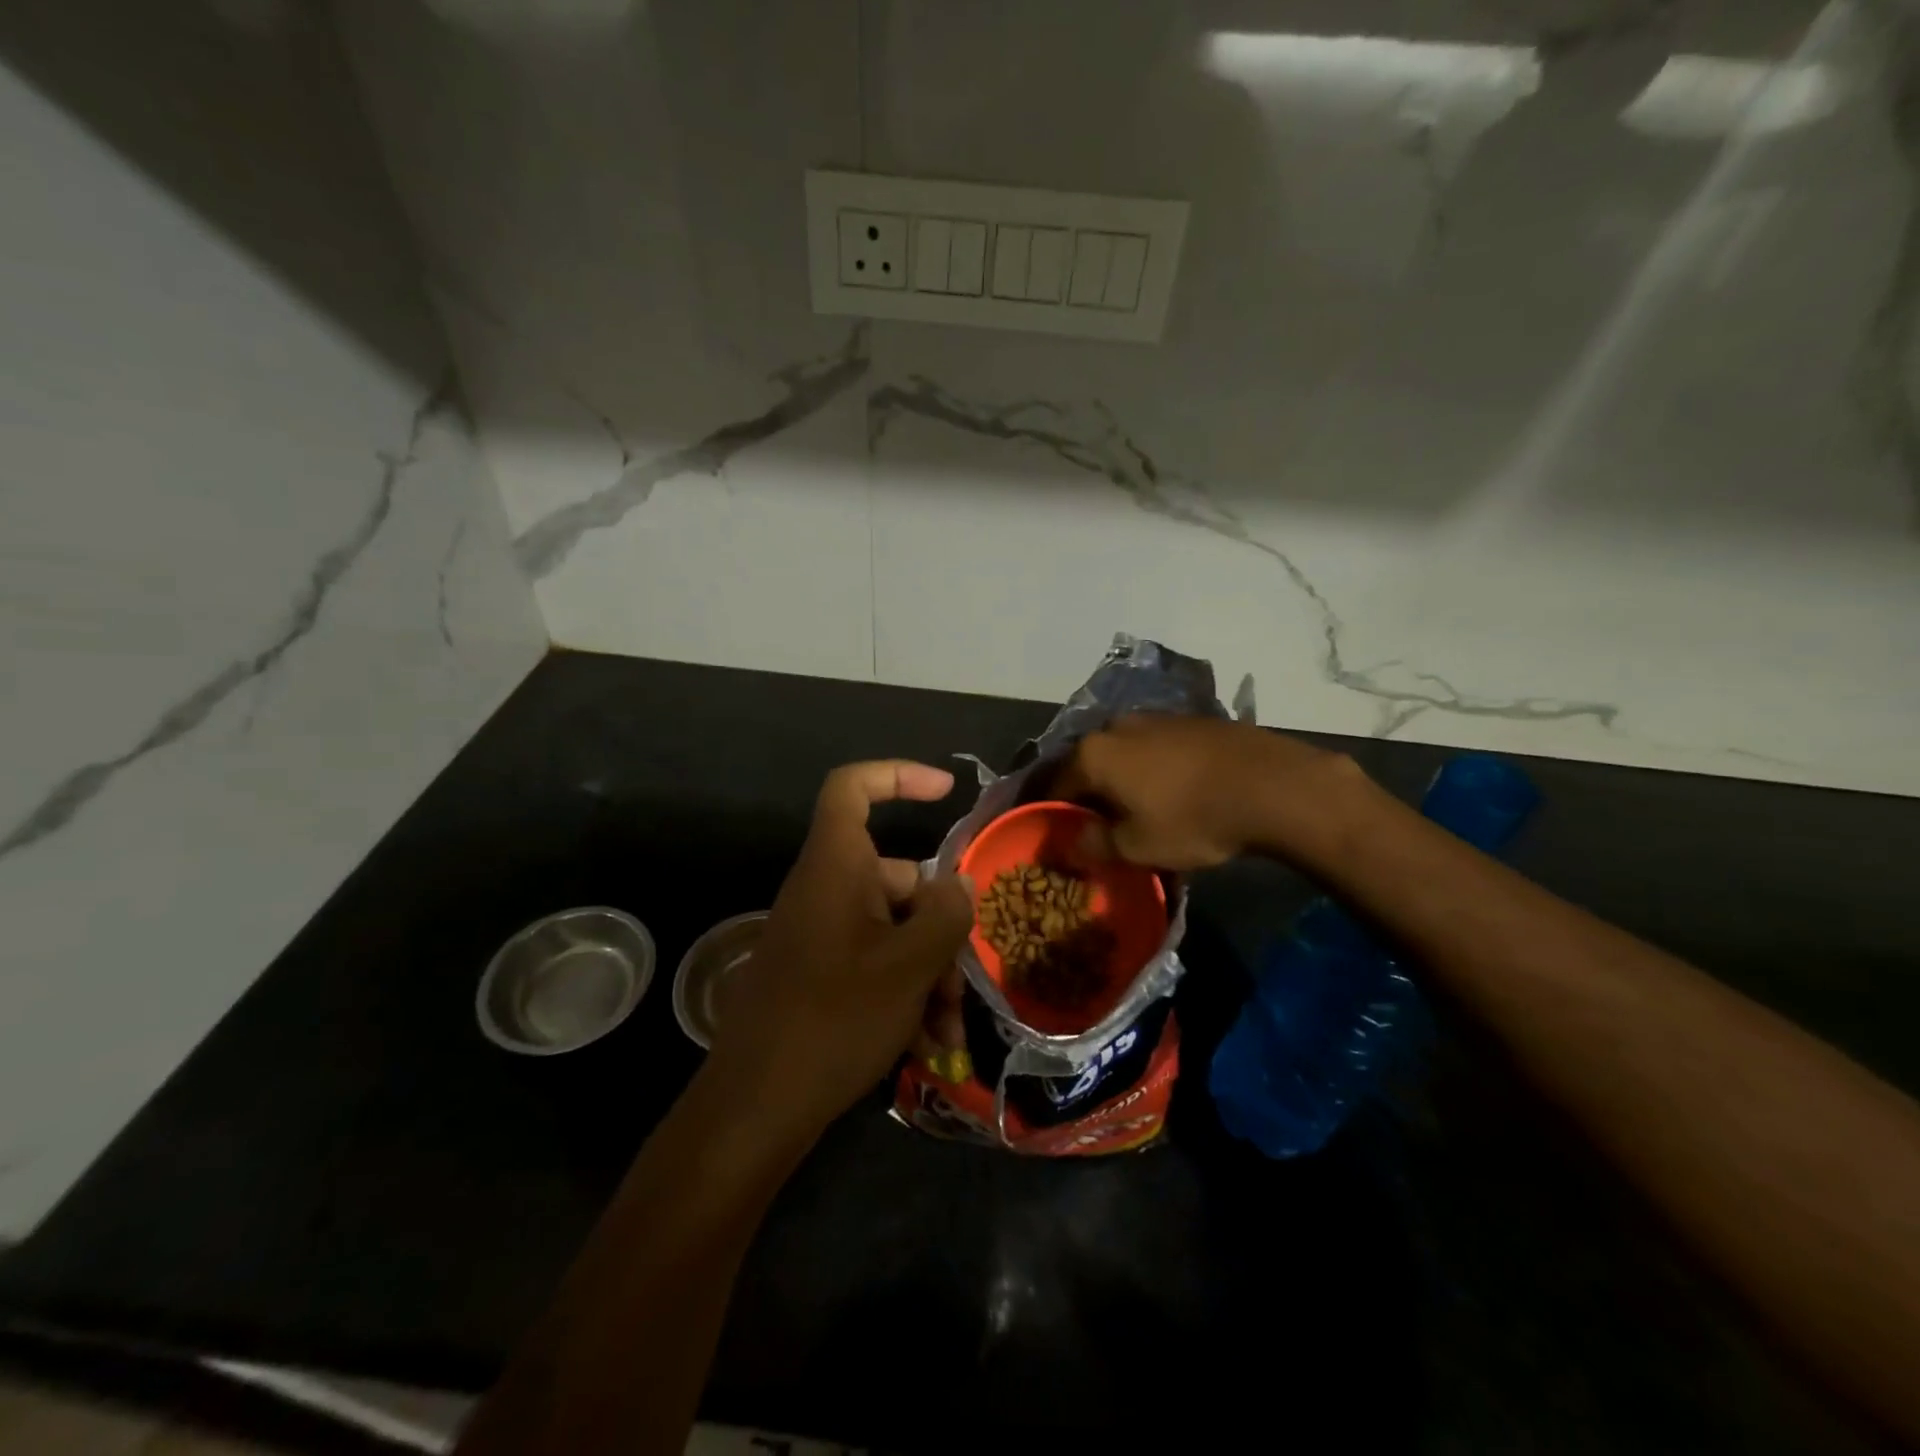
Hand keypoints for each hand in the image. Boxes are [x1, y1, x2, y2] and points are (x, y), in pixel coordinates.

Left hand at [706, 761, 973, 1149]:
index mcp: (836, 868)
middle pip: (896, 877)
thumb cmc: (834, 1019)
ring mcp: (821, 935)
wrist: (755, 1108)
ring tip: (951, 1030)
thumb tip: (959, 883)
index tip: (946, 791)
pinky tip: (930, 1045)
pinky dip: (904, 993)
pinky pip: (873, 963)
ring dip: (930, 972)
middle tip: (966, 978)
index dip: (897, 775)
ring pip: (893, 930)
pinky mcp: (819, 974)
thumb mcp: (909, 966)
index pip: (852, 788)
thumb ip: (945, 915)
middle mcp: (826, 891)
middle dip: (940, 925)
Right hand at [1056, 714, 1356, 870]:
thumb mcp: (1137, 847)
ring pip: (1123, 753)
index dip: (1052, 812)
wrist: (1271, 785)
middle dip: (1087, 793)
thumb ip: (1095, 845)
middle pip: (1088, 764)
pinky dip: (1151, 768)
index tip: (1055, 834)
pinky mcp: (1190, 720)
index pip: (1056, 784)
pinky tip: (1169, 790)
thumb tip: (1074, 842)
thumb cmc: (1192, 819)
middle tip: (1094, 824)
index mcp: (1093, 754)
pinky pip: (1154, 747)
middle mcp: (1116, 727)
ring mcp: (1155, 718)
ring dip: (1121, 779)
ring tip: (1133, 808)